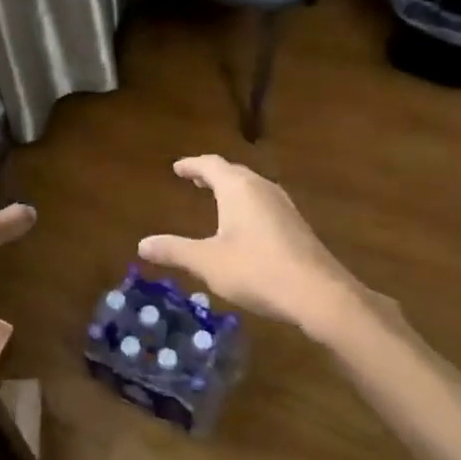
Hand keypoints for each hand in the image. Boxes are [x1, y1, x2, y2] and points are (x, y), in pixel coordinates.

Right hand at [138, 155, 366, 334]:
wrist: (318, 294)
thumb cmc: (256, 270)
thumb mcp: (207, 262)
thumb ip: (174, 250)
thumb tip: (142, 244)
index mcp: (238, 188)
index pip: (210, 165)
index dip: (191, 165)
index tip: (177, 167)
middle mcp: (262, 188)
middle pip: (233, 172)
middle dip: (211, 174)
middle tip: (193, 179)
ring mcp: (283, 206)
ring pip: (251, 187)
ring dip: (231, 188)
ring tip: (215, 197)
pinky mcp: (295, 225)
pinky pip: (264, 203)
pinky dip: (246, 204)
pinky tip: (244, 224)